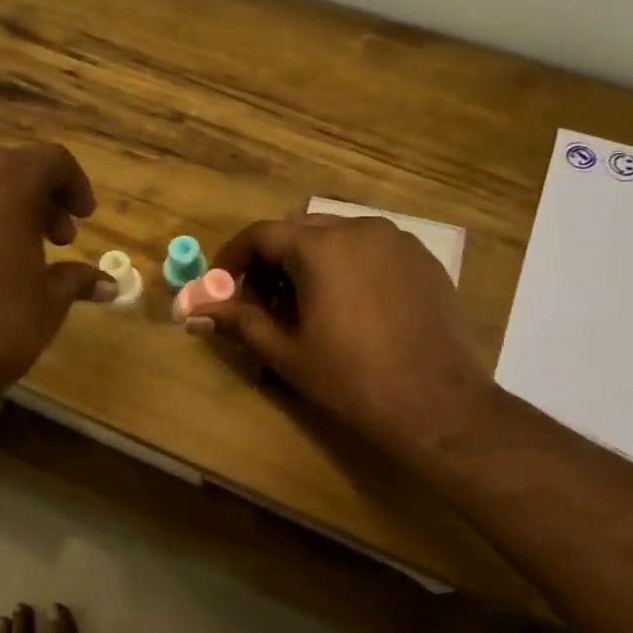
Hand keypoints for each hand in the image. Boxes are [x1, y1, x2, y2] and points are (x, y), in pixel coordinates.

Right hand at [187, 214, 495, 467]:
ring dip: (309, 262)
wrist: (436, 403)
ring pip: (336, 237)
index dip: (233, 258)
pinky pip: (371, 250)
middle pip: (298, 232)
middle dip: (271, 262)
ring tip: (306, 307)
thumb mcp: (287, 353)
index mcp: (321, 247)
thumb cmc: (351, 379)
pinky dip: (347, 267)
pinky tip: (349, 307)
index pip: (261, 235)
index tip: (221, 286)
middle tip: (261, 303)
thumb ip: (240, 322)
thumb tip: (196, 311)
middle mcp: (359, 229)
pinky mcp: (423, 259)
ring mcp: (397, 241)